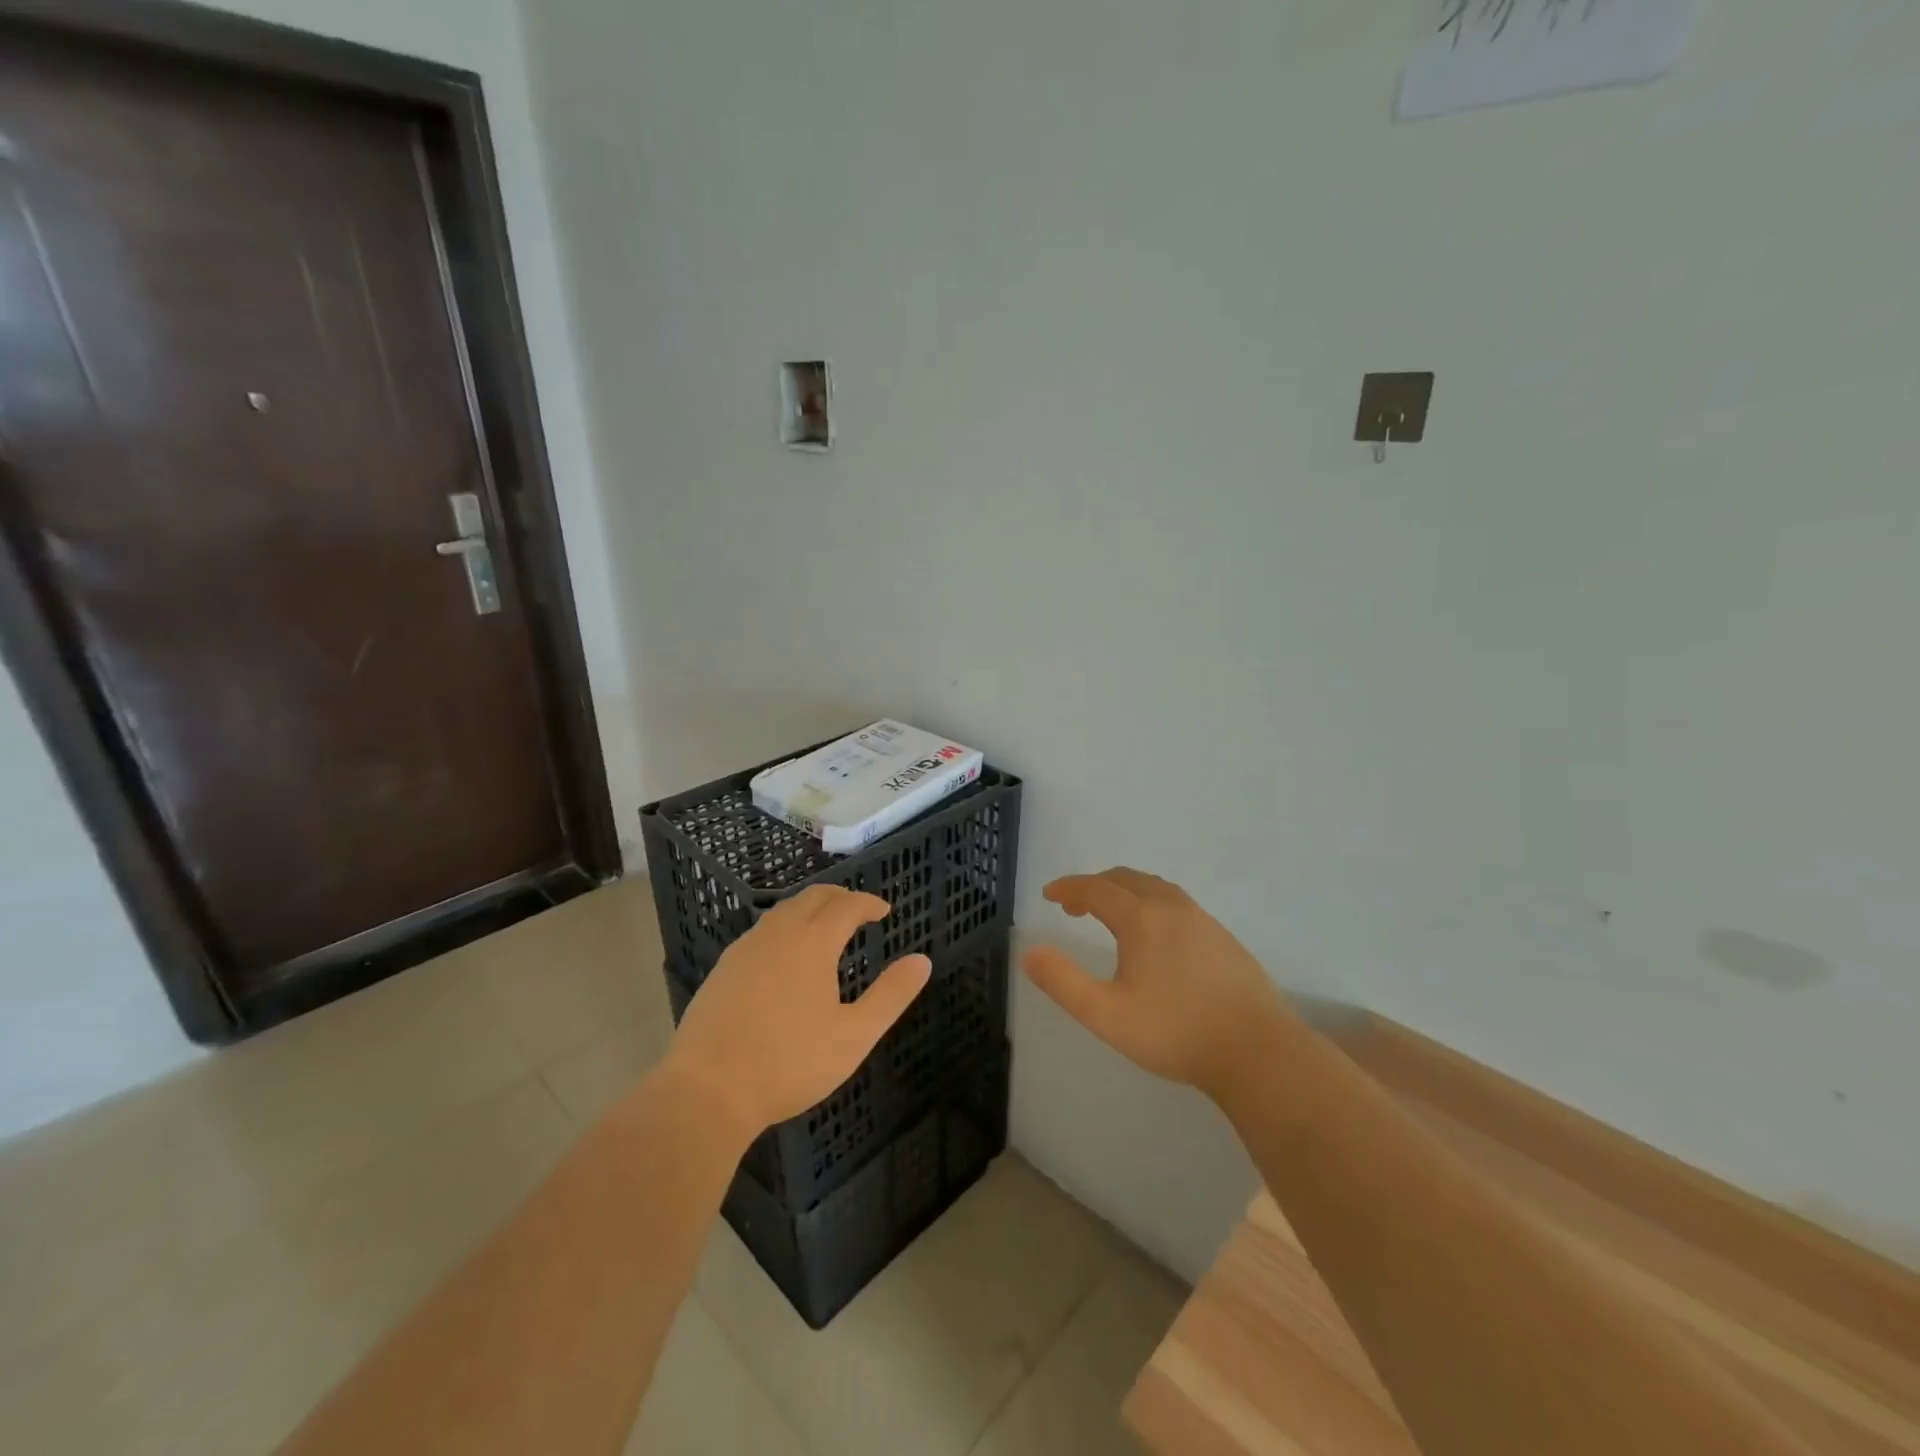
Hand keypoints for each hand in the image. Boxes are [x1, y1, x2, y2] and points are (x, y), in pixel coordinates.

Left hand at [664, 885, 931, 1136]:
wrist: (707, 1091)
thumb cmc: (789, 1063)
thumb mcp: (853, 1036)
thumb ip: (891, 995)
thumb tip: (922, 961)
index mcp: (812, 943)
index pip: (846, 905)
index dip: (868, 903)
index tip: (884, 911)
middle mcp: (777, 934)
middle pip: (812, 897)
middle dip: (839, 898)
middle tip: (858, 911)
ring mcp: (744, 950)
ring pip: (782, 912)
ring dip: (809, 910)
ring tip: (824, 928)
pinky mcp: (722, 970)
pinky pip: (761, 932)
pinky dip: (783, 929)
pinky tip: (783, 957)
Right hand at [1024, 868, 1297, 1100]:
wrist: (1257, 1051)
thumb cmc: (1175, 1032)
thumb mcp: (1106, 1014)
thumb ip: (1063, 982)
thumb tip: (1029, 952)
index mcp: (1141, 918)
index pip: (1095, 889)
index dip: (1069, 888)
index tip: (1049, 894)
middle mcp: (1171, 906)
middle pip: (1125, 879)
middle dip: (1094, 886)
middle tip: (1074, 906)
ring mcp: (1202, 918)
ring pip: (1154, 887)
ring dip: (1124, 890)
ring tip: (1110, 913)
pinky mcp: (1222, 936)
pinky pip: (1175, 902)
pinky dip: (1150, 901)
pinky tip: (1153, 933)